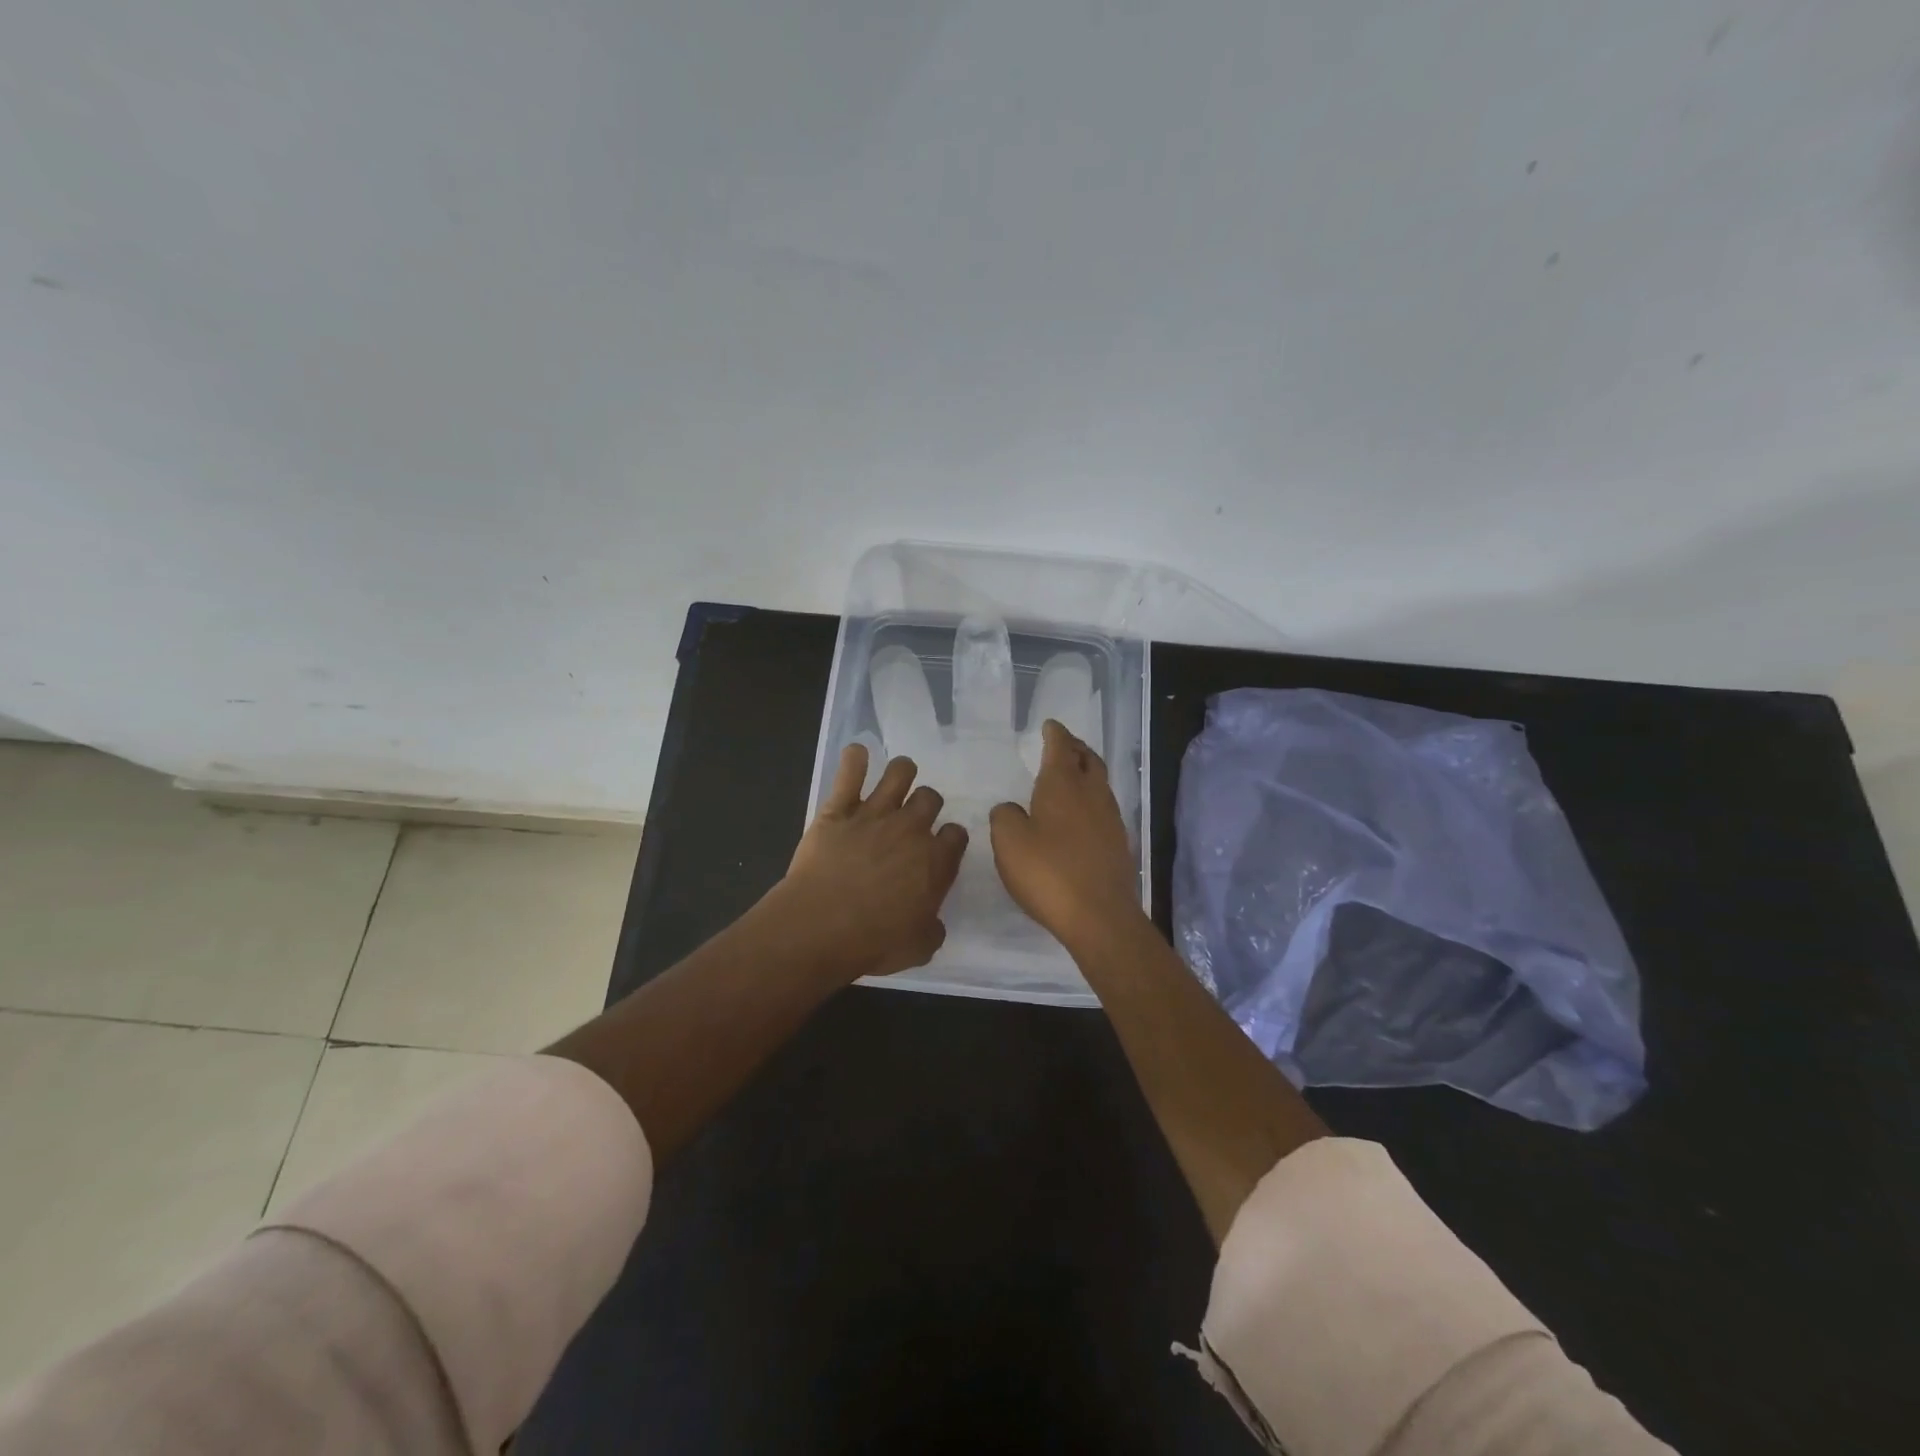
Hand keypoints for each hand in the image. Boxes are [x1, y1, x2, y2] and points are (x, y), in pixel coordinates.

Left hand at [763, 743, 968, 982]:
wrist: (821, 925)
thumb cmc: (873, 942)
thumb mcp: (918, 948)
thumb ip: (932, 929)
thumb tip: (932, 922)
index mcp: (935, 861)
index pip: (956, 835)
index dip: (950, 839)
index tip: (941, 848)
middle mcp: (910, 829)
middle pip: (930, 798)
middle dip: (926, 804)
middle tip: (914, 818)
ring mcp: (874, 813)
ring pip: (899, 773)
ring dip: (902, 771)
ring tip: (898, 776)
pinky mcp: (839, 809)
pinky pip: (850, 772)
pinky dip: (854, 759)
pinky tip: (857, 755)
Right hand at [989, 720, 1143, 952]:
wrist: (1098, 916)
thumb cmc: (1048, 872)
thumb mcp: (1008, 841)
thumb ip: (1005, 816)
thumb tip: (1011, 809)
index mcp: (1063, 785)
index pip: (1061, 747)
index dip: (1055, 733)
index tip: (1050, 725)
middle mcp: (1092, 794)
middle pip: (1088, 759)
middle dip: (1076, 748)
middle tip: (1063, 744)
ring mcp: (1110, 819)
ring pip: (1100, 783)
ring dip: (1086, 772)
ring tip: (1072, 775)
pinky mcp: (1118, 844)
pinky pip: (1104, 808)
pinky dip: (1091, 799)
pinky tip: (1080, 814)